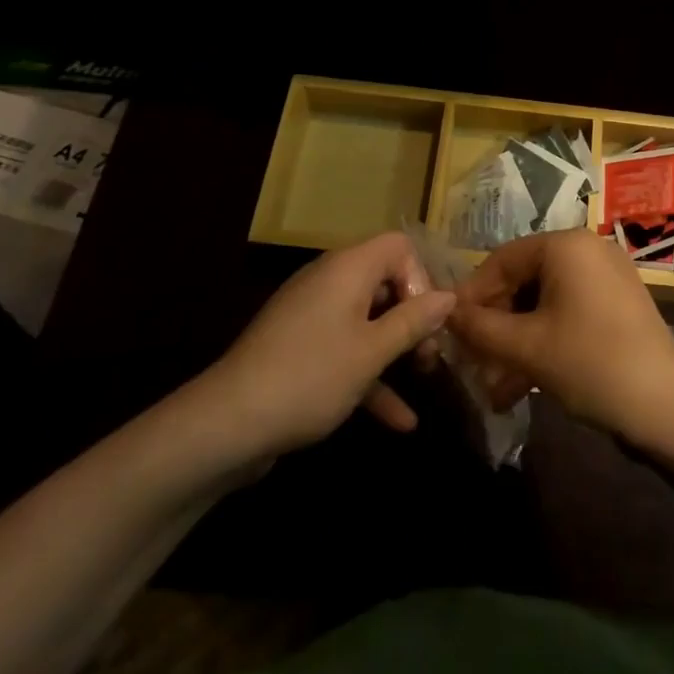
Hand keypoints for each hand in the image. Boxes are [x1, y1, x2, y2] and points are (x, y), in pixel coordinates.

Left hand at [189, 232, 455, 464]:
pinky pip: (345, 350)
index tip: (428, 320)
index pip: (398, 247)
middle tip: (431, 354)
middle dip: (414, 317)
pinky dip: (370, 377)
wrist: (225, 426)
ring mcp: (312, 317)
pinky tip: (400, 420)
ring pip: (368, 320)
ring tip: (426, 379)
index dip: (421, 278)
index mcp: (348, 269)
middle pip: (386, 282)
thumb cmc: (310, 376)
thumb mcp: (372, 351)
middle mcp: (330, 282)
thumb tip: (449, 296)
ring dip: (397, 348)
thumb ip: (413, 321)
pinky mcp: (300, 350)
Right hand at [448, 229, 673, 446]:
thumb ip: (480, 328)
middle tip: (471, 363)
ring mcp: (606, 277)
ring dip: (515, 343)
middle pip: (523, 281)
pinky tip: (519, 388)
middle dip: (495, 326)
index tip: (449, 330)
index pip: (502, 259)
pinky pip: (567, 314)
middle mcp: (587, 250)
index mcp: (566, 245)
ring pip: (543, 304)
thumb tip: (444, 314)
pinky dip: (542, 343)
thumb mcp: (526, 348)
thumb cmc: (590, 363)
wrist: (666, 406)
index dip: (472, 296)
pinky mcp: (616, 305)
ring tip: (492, 387)